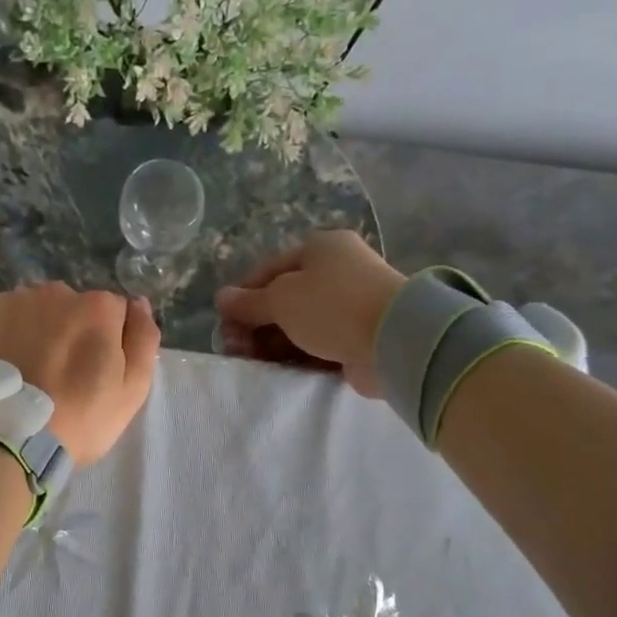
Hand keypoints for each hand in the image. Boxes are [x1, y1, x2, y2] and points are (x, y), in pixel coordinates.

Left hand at [0, 283, 159, 464]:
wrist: (5, 439)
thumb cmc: (79, 420)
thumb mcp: (132, 390)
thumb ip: (143, 339)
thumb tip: (139, 303)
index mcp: (99, 307)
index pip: (113, 313)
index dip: (107, 342)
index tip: (93, 372)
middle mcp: (57, 292)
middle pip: (72, 307)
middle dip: (70, 332)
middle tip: (58, 375)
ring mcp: (14, 300)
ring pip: (34, 310)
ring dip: (35, 331)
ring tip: (26, 372)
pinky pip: (0, 318)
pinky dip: (2, 335)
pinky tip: (2, 365)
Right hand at [215, 231, 404, 397]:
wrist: (395, 341)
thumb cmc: (333, 306)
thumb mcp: (281, 299)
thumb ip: (249, 302)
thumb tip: (221, 298)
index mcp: (321, 249)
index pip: (269, 269)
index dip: (242, 294)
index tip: (224, 321)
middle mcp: (337, 272)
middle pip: (284, 297)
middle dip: (255, 322)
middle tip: (233, 346)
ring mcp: (349, 305)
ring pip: (299, 323)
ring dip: (271, 340)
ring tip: (250, 360)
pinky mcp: (357, 337)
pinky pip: (317, 343)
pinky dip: (296, 353)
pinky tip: (276, 367)